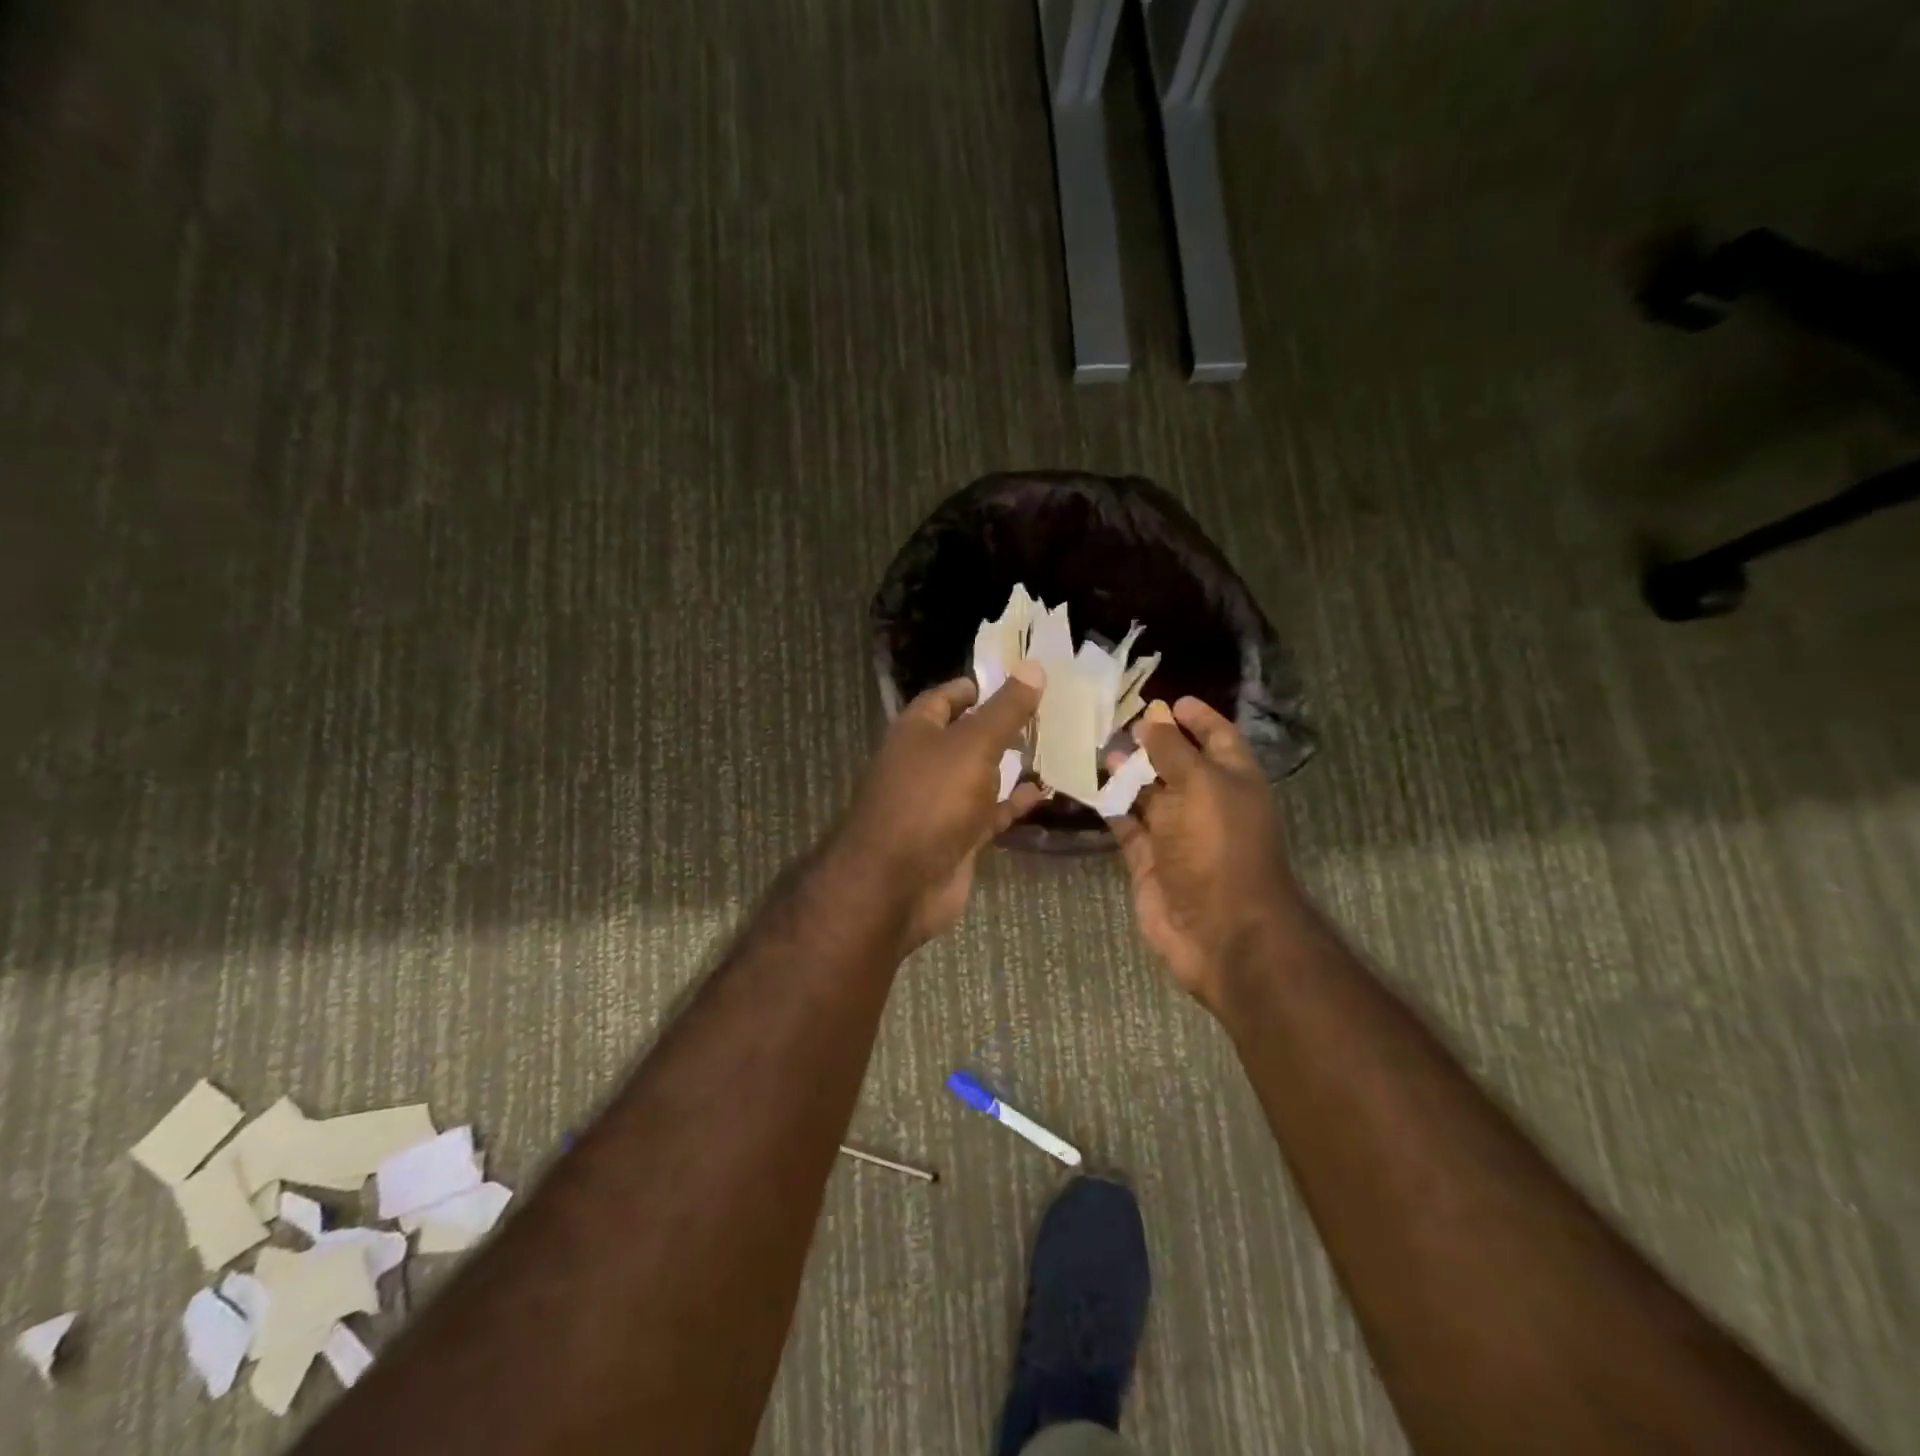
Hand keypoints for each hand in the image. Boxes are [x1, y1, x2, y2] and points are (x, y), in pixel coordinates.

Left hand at [833, 666, 1046, 948]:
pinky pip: (989, 813)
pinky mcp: (957, 837)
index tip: (1020, 680)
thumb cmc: (931, 799)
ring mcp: (941, 802)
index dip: (980, 686)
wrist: (898, 883)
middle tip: (1050, 713)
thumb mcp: (973, 745)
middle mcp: (925, 762)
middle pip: (967, 735)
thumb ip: (1005, 709)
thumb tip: (1034, 665)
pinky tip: (1044, 792)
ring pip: (981, 775)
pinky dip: (1013, 803)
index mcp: (917, 730)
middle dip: (1003, 726)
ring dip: (1011, 765)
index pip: (947, 697)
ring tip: (1056, 747)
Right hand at [1107, 698, 1302, 1005]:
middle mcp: (1206, 803)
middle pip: (1178, 763)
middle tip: (1116, 721)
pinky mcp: (1149, 860)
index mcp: (1232, 780)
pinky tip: (1088, 786)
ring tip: (1095, 748)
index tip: (1168, 699)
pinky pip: (1127, 825)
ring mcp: (1176, 834)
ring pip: (1148, 794)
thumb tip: (1153, 718)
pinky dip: (1110, 807)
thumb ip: (1172, 750)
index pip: (1217, 737)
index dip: (1197, 716)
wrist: (1218, 930)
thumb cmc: (1217, 846)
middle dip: (1152, 742)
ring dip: (1125, 772)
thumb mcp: (1200, 785)